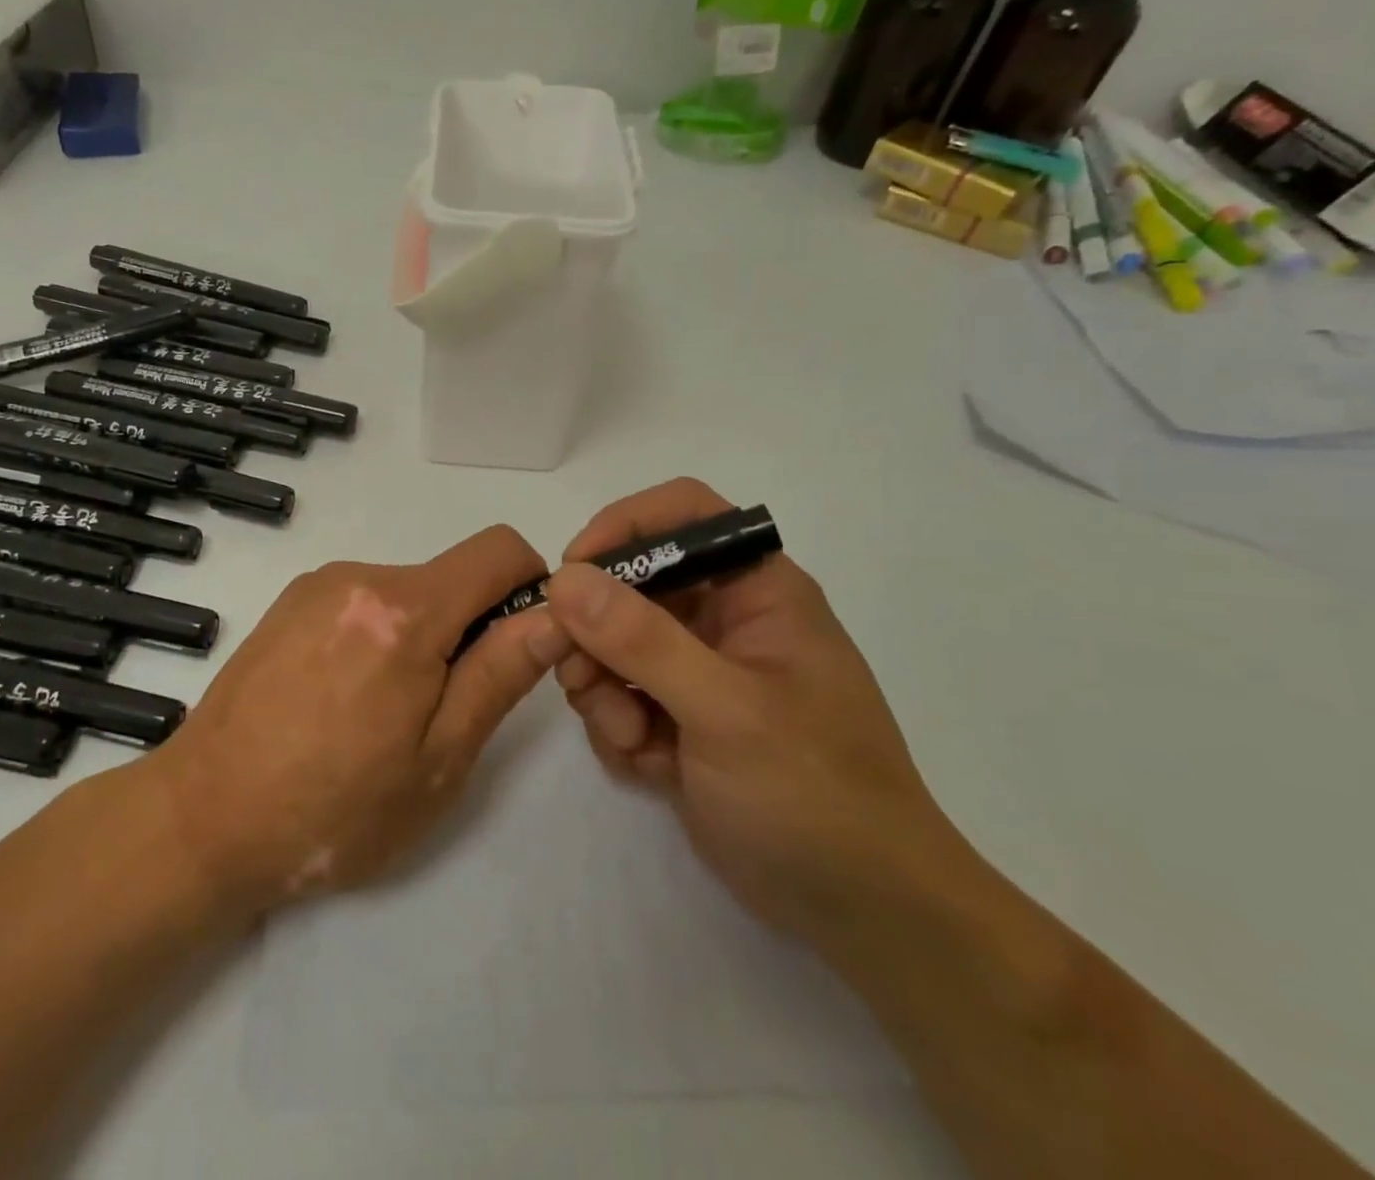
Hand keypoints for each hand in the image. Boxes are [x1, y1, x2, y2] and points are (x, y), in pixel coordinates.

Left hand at [150, 526, 569, 911]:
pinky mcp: (288, 602)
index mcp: (405, 611)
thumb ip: (500, 674)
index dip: (530, 585)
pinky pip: (362, 601)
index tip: (519, 644)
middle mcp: (360, 577)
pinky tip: (342, 698)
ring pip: (407, 592)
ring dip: (420, 636)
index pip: (499, 549)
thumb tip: (554, 615)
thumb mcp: (438, 759)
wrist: (202, 819)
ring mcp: (317, 586)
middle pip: (451, 576)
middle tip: (441, 710)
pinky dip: (378, 635)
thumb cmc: (333, 808)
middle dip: (468, 627)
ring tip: (382, 714)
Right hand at [547, 479, 962, 953]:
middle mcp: (723, 617)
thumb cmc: (814, 794)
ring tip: (632, 738)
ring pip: (611, 642)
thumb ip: (642, 640)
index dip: (623, 527)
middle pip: (629, 582)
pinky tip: (648, 766)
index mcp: (756, 589)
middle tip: (581, 678)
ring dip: (602, 688)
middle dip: (595, 632)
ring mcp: (697, 668)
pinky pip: (617, 693)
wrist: (861, 911)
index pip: (682, 514)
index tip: (573, 572)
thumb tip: (564, 580)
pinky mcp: (678, 716)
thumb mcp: (727, 710)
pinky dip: (618, 726)